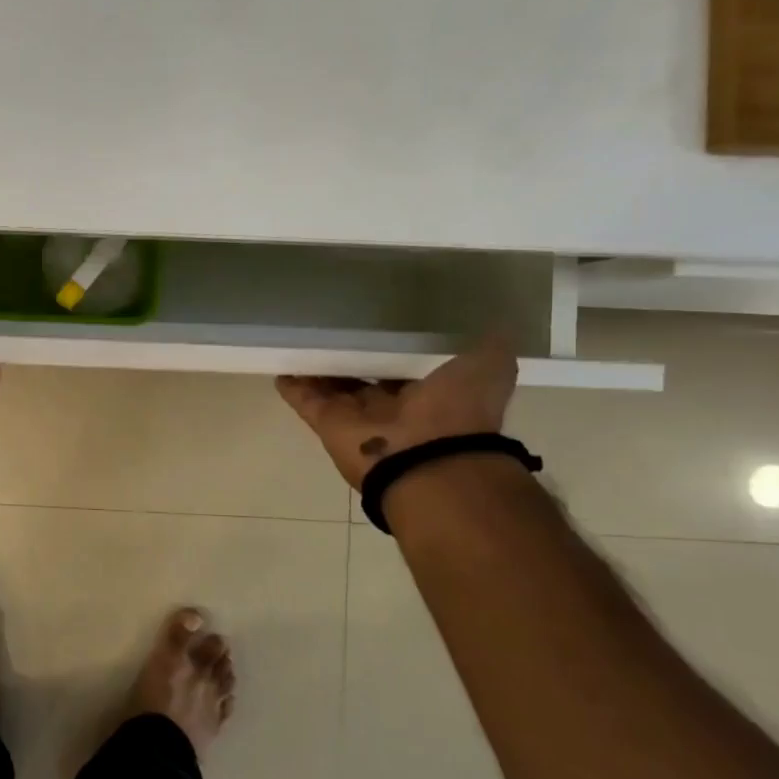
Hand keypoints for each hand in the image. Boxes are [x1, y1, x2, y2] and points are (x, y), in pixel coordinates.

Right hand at [276, 336, 518, 489]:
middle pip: (365, 375)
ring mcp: (356, 416)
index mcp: (431, 393)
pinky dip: (292, 384)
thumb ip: (489, 343)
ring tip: (302, 336)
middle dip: (352, 355)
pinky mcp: (326, 422)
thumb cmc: (460, 411)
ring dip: (318, 366)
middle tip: (334, 324)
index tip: (380, 320)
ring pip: (332, 385)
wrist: (428, 461)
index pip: (407, 364)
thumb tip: (497, 317)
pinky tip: (280, 363)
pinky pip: (304, 399)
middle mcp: (392, 406)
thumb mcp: (490, 366)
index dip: (394, 345)